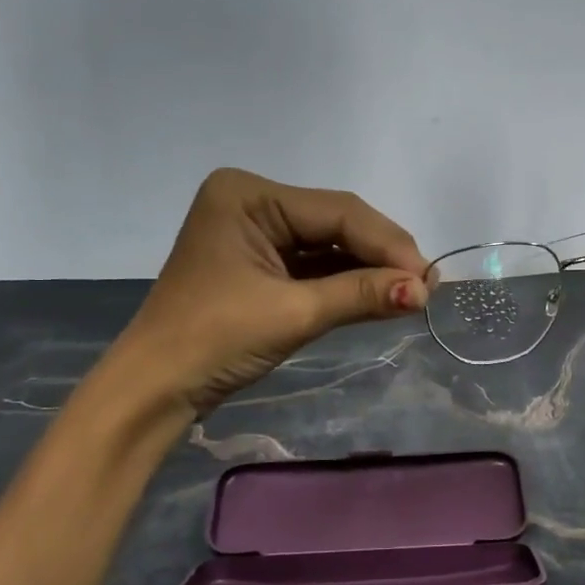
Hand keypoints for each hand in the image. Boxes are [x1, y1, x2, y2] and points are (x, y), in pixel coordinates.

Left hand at [111, 168, 428, 414]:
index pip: (337, 211)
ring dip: (369, 270)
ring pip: (329, 245)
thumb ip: (361, 294)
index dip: (388, 244)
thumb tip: (425, 290)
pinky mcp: (261, 264)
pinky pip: (314, 266)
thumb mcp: (293, 313)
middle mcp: (253, 202)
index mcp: (248, 195)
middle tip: (426, 287)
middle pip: (336, 224)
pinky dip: (346, 283)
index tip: (429, 277)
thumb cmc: (214, 341)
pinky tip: (381, 295)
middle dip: (381, 256)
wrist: (156, 389)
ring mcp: (256, 233)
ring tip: (413, 293)